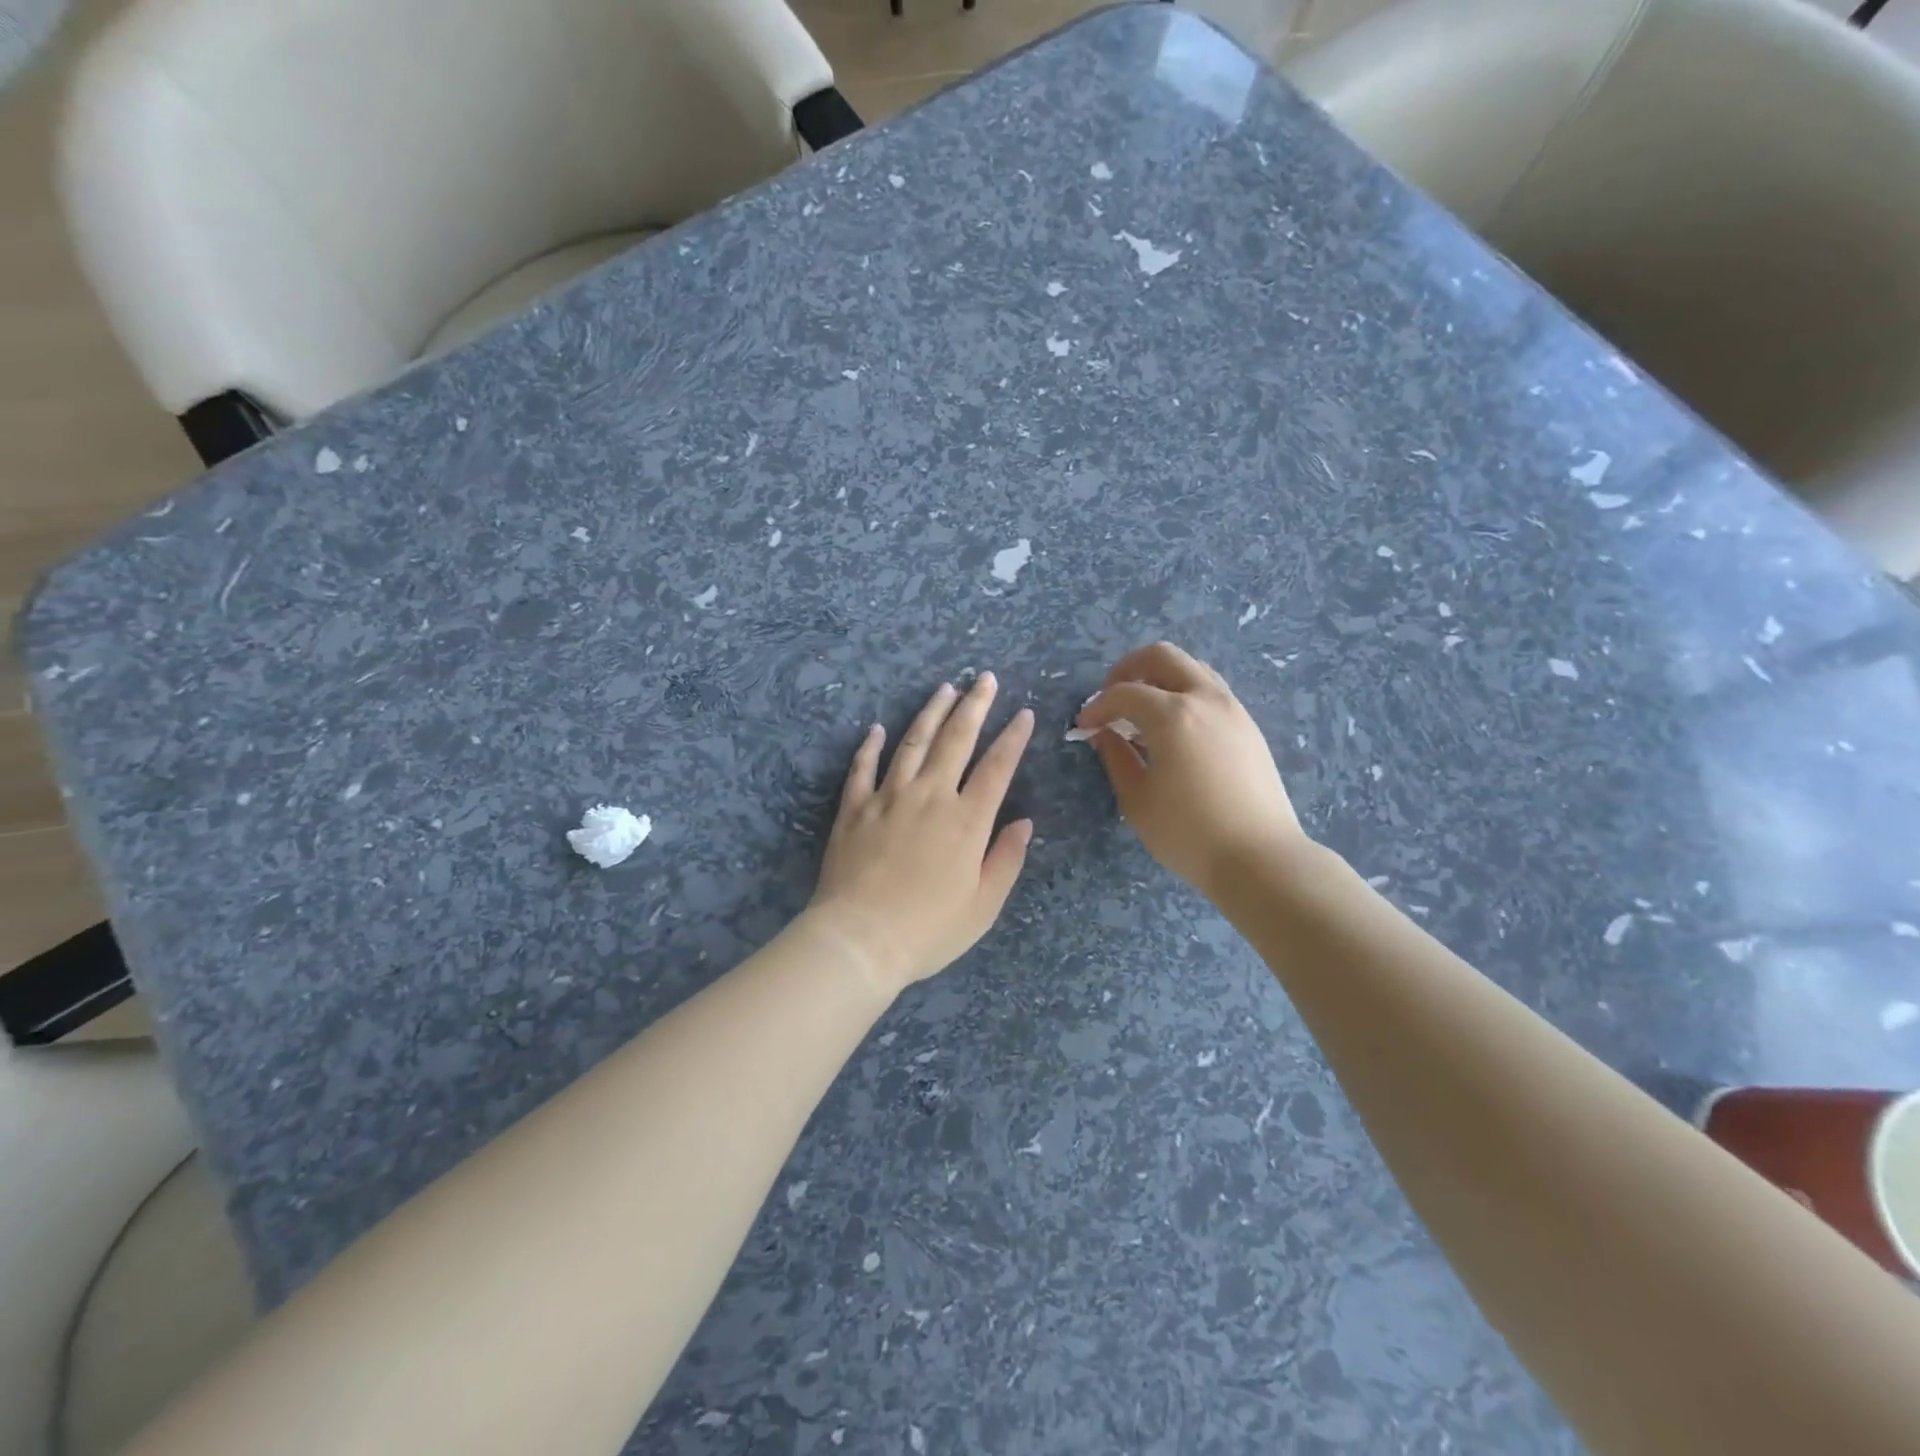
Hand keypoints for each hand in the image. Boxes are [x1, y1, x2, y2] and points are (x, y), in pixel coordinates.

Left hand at [807, 674, 1034, 995]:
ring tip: (945, 689)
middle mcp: (929, 797)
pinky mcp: (854, 808)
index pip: (997, 767)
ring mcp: (887, 798)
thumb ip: (1006, 859)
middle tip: (985, 679)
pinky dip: (870, 746)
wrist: (859, 940)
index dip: (1013, 738)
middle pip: (956, 740)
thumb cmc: (928, 930)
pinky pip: (862, 768)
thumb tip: (1024, 822)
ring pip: (912, 743)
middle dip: (974, 706)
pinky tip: (877, 728)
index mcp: (966, 820)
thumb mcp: (983, 905)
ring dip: (930, 713)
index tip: (1023, 714)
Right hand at [1078, 642, 1306, 897]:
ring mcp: (1232, 709)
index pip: (1124, 693)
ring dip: (1160, 679)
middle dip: (1128, 670)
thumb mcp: (1137, 799)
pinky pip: (1210, 691)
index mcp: (1172, 715)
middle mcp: (1204, 699)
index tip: (1084, 725)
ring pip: (1191, 668)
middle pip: (1161, 656)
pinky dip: (1184, 694)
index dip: (1097, 706)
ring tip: (1142, 713)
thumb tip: (1103, 733)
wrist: (1260, 858)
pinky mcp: (1248, 726)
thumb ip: (1116, 757)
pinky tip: (1173, 729)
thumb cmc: (1188, 833)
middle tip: (1111, 699)